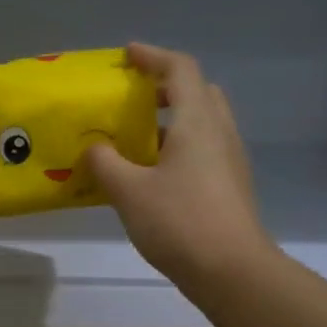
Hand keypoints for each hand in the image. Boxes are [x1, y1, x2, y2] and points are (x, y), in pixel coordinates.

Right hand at [84, 43, 270, 290]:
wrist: (232, 271)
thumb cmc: (179, 222)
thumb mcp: (129, 191)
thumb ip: (106, 164)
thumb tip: (94, 148)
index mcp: (198, 122)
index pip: (180, 69)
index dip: (153, 56)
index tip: (127, 55)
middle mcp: (220, 132)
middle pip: (198, 92)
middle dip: (165, 87)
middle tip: (133, 98)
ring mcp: (230, 161)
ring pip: (202, 123)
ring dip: (171, 121)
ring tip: (135, 139)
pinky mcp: (230, 186)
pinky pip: (203, 150)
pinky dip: (178, 148)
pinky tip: (152, 174)